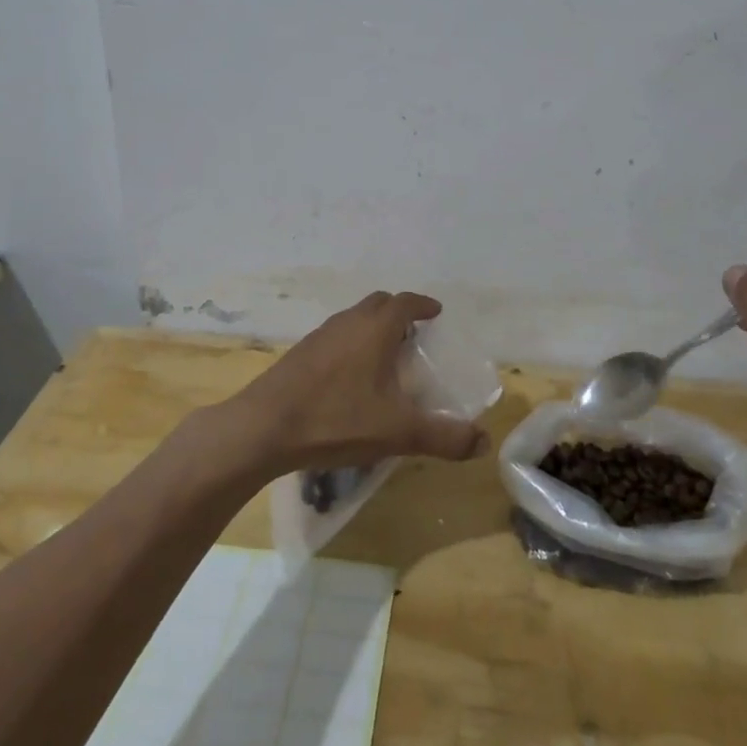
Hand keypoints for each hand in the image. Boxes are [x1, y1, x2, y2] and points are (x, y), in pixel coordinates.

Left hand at [227, 291, 486, 476]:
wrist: (263, 428)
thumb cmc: (336, 420)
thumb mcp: (398, 432)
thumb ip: (443, 437)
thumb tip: (483, 442)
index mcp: (375, 329)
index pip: (405, 302)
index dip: (423, 305)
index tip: (436, 313)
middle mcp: (348, 322)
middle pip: (378, 303)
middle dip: (399, 312)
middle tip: (414, 335)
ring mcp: (320, 335)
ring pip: (354, 318)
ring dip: (373, 327)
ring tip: (386, 355)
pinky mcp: (300, 353)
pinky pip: (336, 336)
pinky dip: (352, 343)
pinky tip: (351, 377)